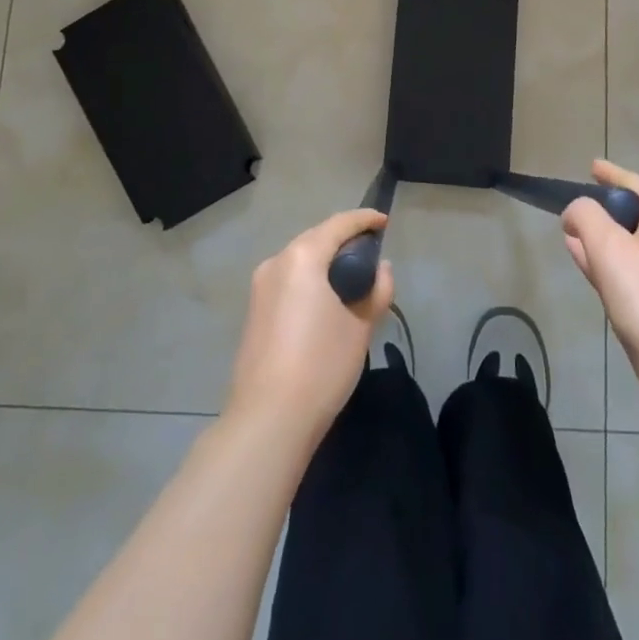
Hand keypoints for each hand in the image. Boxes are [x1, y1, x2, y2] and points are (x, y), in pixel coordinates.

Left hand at [224, 209, 393, 444]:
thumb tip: (382, 269)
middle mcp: (276, 262)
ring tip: (351, 276)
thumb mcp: (360, 327)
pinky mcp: (254, 311)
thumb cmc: (321, 366)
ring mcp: (260, 287)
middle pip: (316, 238)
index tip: (385, 222)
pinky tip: (325, 299)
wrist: (267, 420)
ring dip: (324, 260)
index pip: (339, 224)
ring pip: (299, 259)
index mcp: (302, 257)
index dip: (364, 219)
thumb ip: (377, 290)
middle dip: (343, 239)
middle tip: (371, 251)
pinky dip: (309, 279)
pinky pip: (288, 280)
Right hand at [562, 161, 638, 413]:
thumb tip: (576, 212)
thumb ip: (585, 216)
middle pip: (632, 211)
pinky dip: (606, 261)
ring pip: (627, 241)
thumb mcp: (607, 246)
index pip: (634, 183)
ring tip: (571, 235)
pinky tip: (585, 264)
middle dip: (602, 209)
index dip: (610, 173)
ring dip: (600, 237)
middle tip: (572, 207)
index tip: (590, 166)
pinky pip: (629, 267)